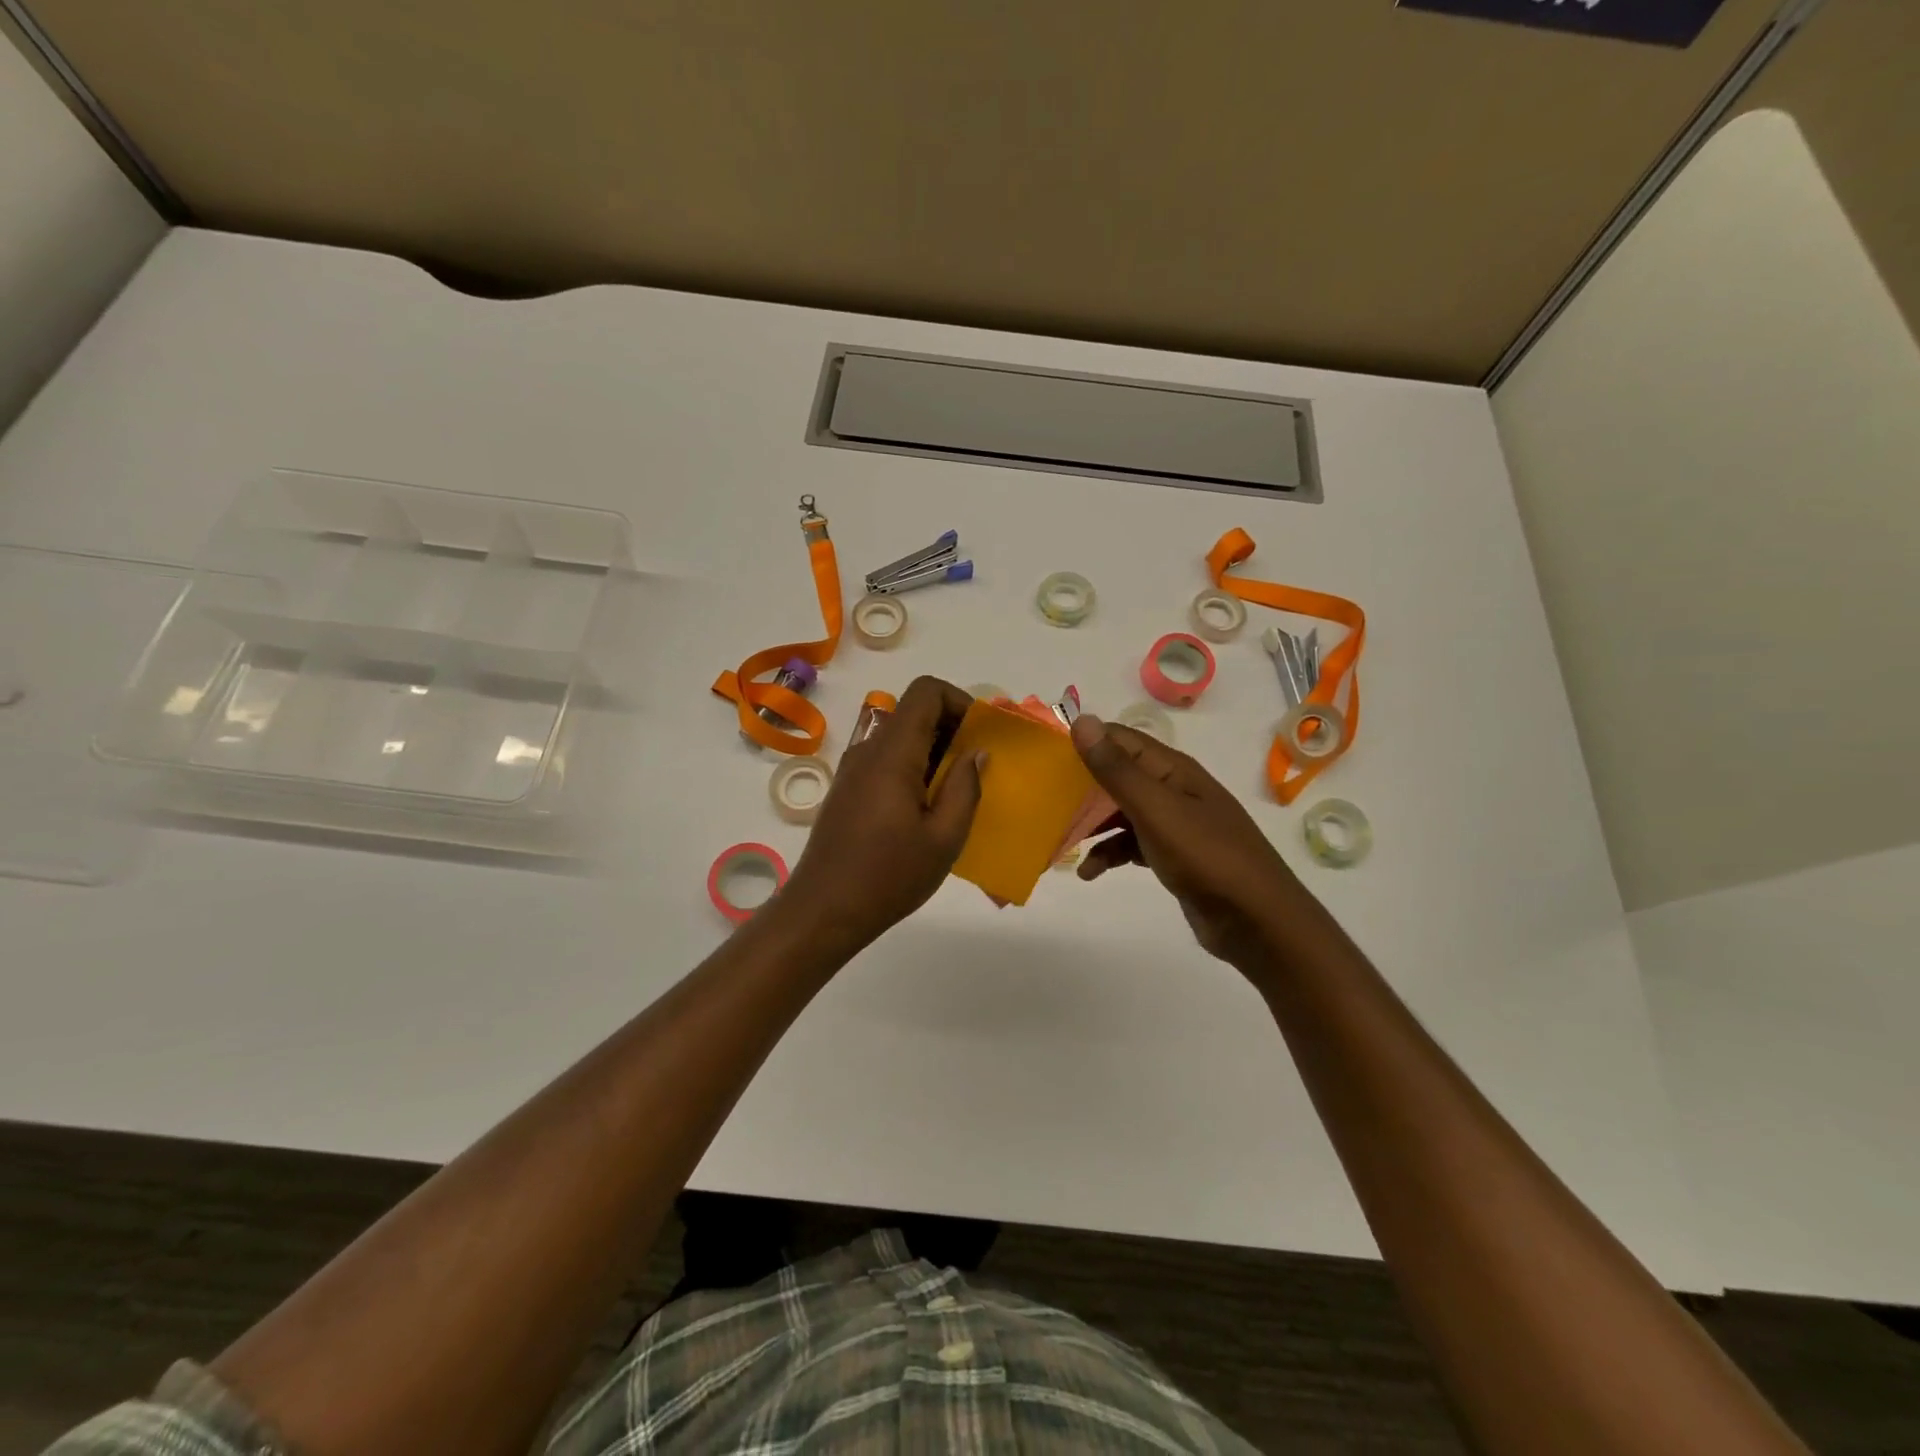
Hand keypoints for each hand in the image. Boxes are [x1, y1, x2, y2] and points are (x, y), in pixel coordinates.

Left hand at [778, 676, 982, 949]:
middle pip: (914, 712)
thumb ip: (965, 787)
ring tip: (956, 794)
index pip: (925, 691)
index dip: (959, 700)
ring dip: (934, 752)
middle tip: (977, 768)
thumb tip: (976, 752)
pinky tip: (926, 811)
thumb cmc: (889, 876)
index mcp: (892, 753)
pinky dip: (914, 769)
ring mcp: (853, 770)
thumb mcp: (944, 838)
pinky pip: (887, 761)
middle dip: (952, 728)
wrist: (823, 911)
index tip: (981, 735)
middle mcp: (868, 750)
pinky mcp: (847, 790)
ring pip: (900, 738)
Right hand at [1069, 714, 1305, 967]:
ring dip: (1092, 823)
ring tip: (1061, 840)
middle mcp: (1174, 789)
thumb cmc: (1206, 857)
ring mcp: (1176, 824)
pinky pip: (1132, 843)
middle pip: (1119, 775)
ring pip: (1122, 812)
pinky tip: (1090, 872)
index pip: (1121, 739)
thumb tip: (1082, 720)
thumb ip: (1117, 769)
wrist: (1257, 921)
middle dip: (1082, 786)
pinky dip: (1110, 852)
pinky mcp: (1174, 855)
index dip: (1085, 741)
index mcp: (1173, 770)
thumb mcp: (1156, 810)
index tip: (1044, 754)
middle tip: (1045, 800)